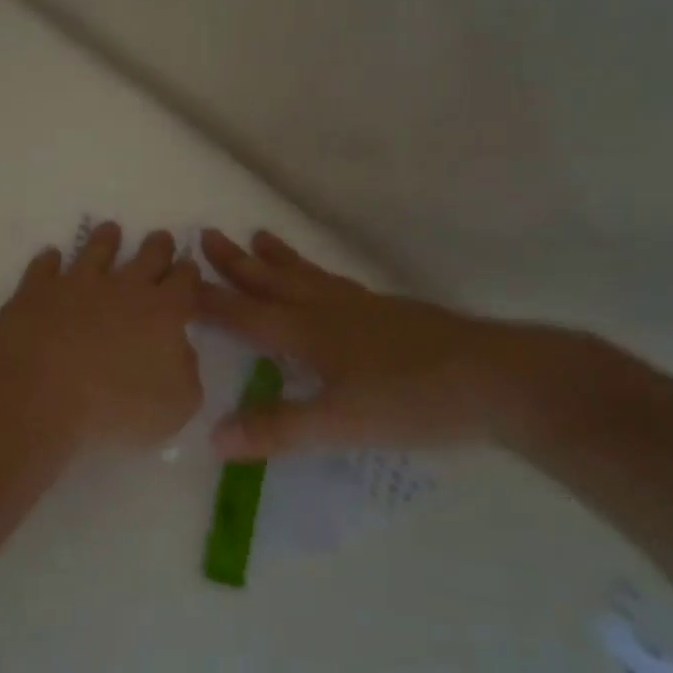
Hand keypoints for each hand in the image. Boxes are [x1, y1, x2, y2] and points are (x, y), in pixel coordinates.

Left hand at [0, 223, 202, 449]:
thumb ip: (186, 372)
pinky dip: (50, 261)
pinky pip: (45, 266)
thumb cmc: (115, 406)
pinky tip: (51, 257)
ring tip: (110, 230)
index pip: (184, 281)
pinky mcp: (37, 290)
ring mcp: (77, 283)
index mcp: (163, 311)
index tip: (188, 268)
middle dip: (158, 246)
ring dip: (106, 239)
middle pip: (148, 256)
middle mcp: (123, 287)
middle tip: (161, 238)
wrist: (41, 392)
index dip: (189, 273)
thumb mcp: (176, 405)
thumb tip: (179, 349)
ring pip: (96, 250)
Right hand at [197, 228, 568, 459]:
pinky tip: (327, 282)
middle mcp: (328, 311)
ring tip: (257, 235)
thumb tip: (213, 438)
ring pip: (306, 276)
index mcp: (308, 333)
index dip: (208, 300)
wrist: (498, 378)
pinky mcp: (391, 312)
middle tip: (206, 235)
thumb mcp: (340, 423)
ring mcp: (362, 308)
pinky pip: (337, 283)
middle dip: (236, 262)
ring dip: (276, 258)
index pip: (244, 314)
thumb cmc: (412, 399)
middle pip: (272, 281)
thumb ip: (278, 429)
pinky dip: (316, 274)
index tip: (175, 280)